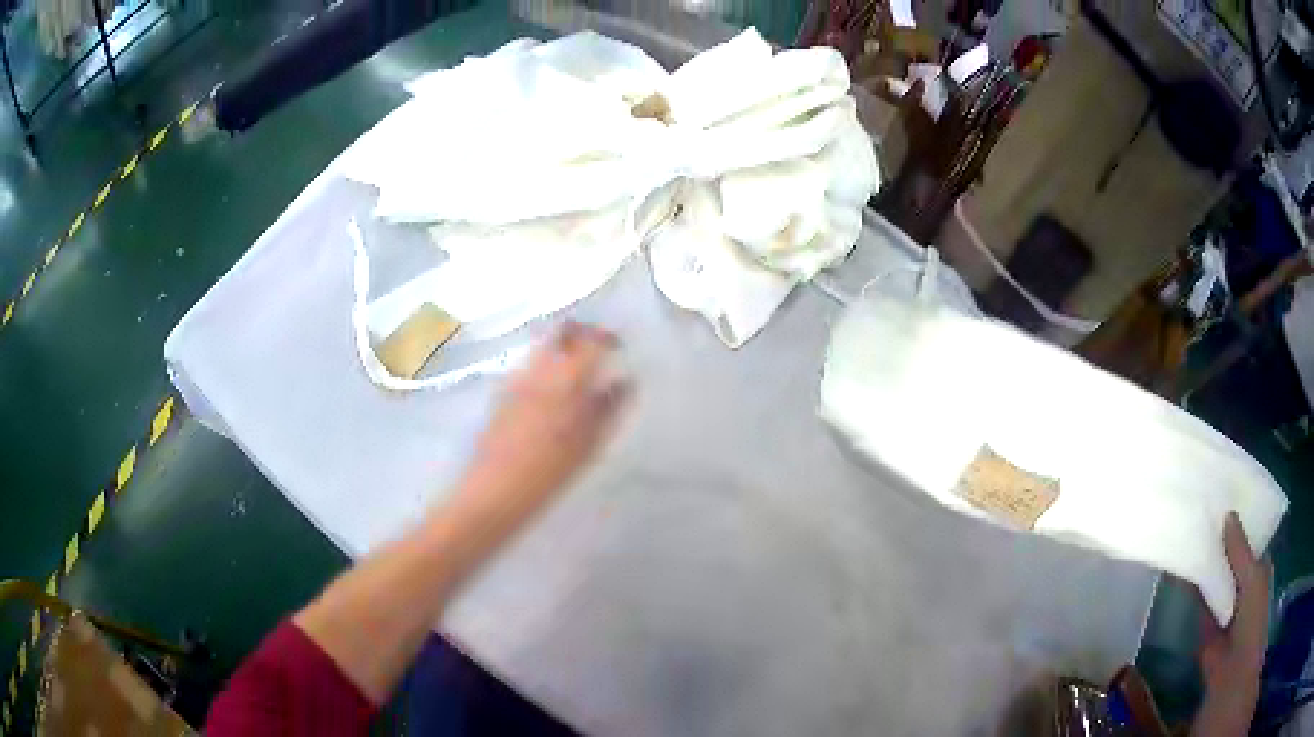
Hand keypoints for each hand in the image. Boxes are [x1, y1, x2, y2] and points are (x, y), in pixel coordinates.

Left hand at [456, 322, 628, 515]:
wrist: (495, 491)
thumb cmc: (549, 473)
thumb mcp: (588, 445)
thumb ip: (609, 408)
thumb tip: (625, 382)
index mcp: (566, 380)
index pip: (591, 341)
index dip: (607, 338)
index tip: (618, 348)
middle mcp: (539, 370)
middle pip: (560, 333)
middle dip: (579, 335)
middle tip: (595, 351)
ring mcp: (515, 379)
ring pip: (541, 348)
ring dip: (560, 350)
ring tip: (575, 374)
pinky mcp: (500, 393)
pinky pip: (526, 367)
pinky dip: (543, 368)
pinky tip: (549, 394)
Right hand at [1193, 513, 1270, 735]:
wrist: (1232, 670)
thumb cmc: (1253, 617)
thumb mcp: (1252, 577)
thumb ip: (1240, 550)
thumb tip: (1228, 514)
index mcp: (1258, 567)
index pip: (1250, 538)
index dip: (1241, 520)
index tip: (1227, 496)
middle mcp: (1242, 583)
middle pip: (1231, 556)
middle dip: (1221, 539)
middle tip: (1205, 509)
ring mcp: (1224, 604)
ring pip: (1215, 577)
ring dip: (1206, 562)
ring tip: (1190, 531)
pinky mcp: (1205, 622)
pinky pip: (1199, 599)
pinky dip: (1192, 586)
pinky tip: (1181, 567)